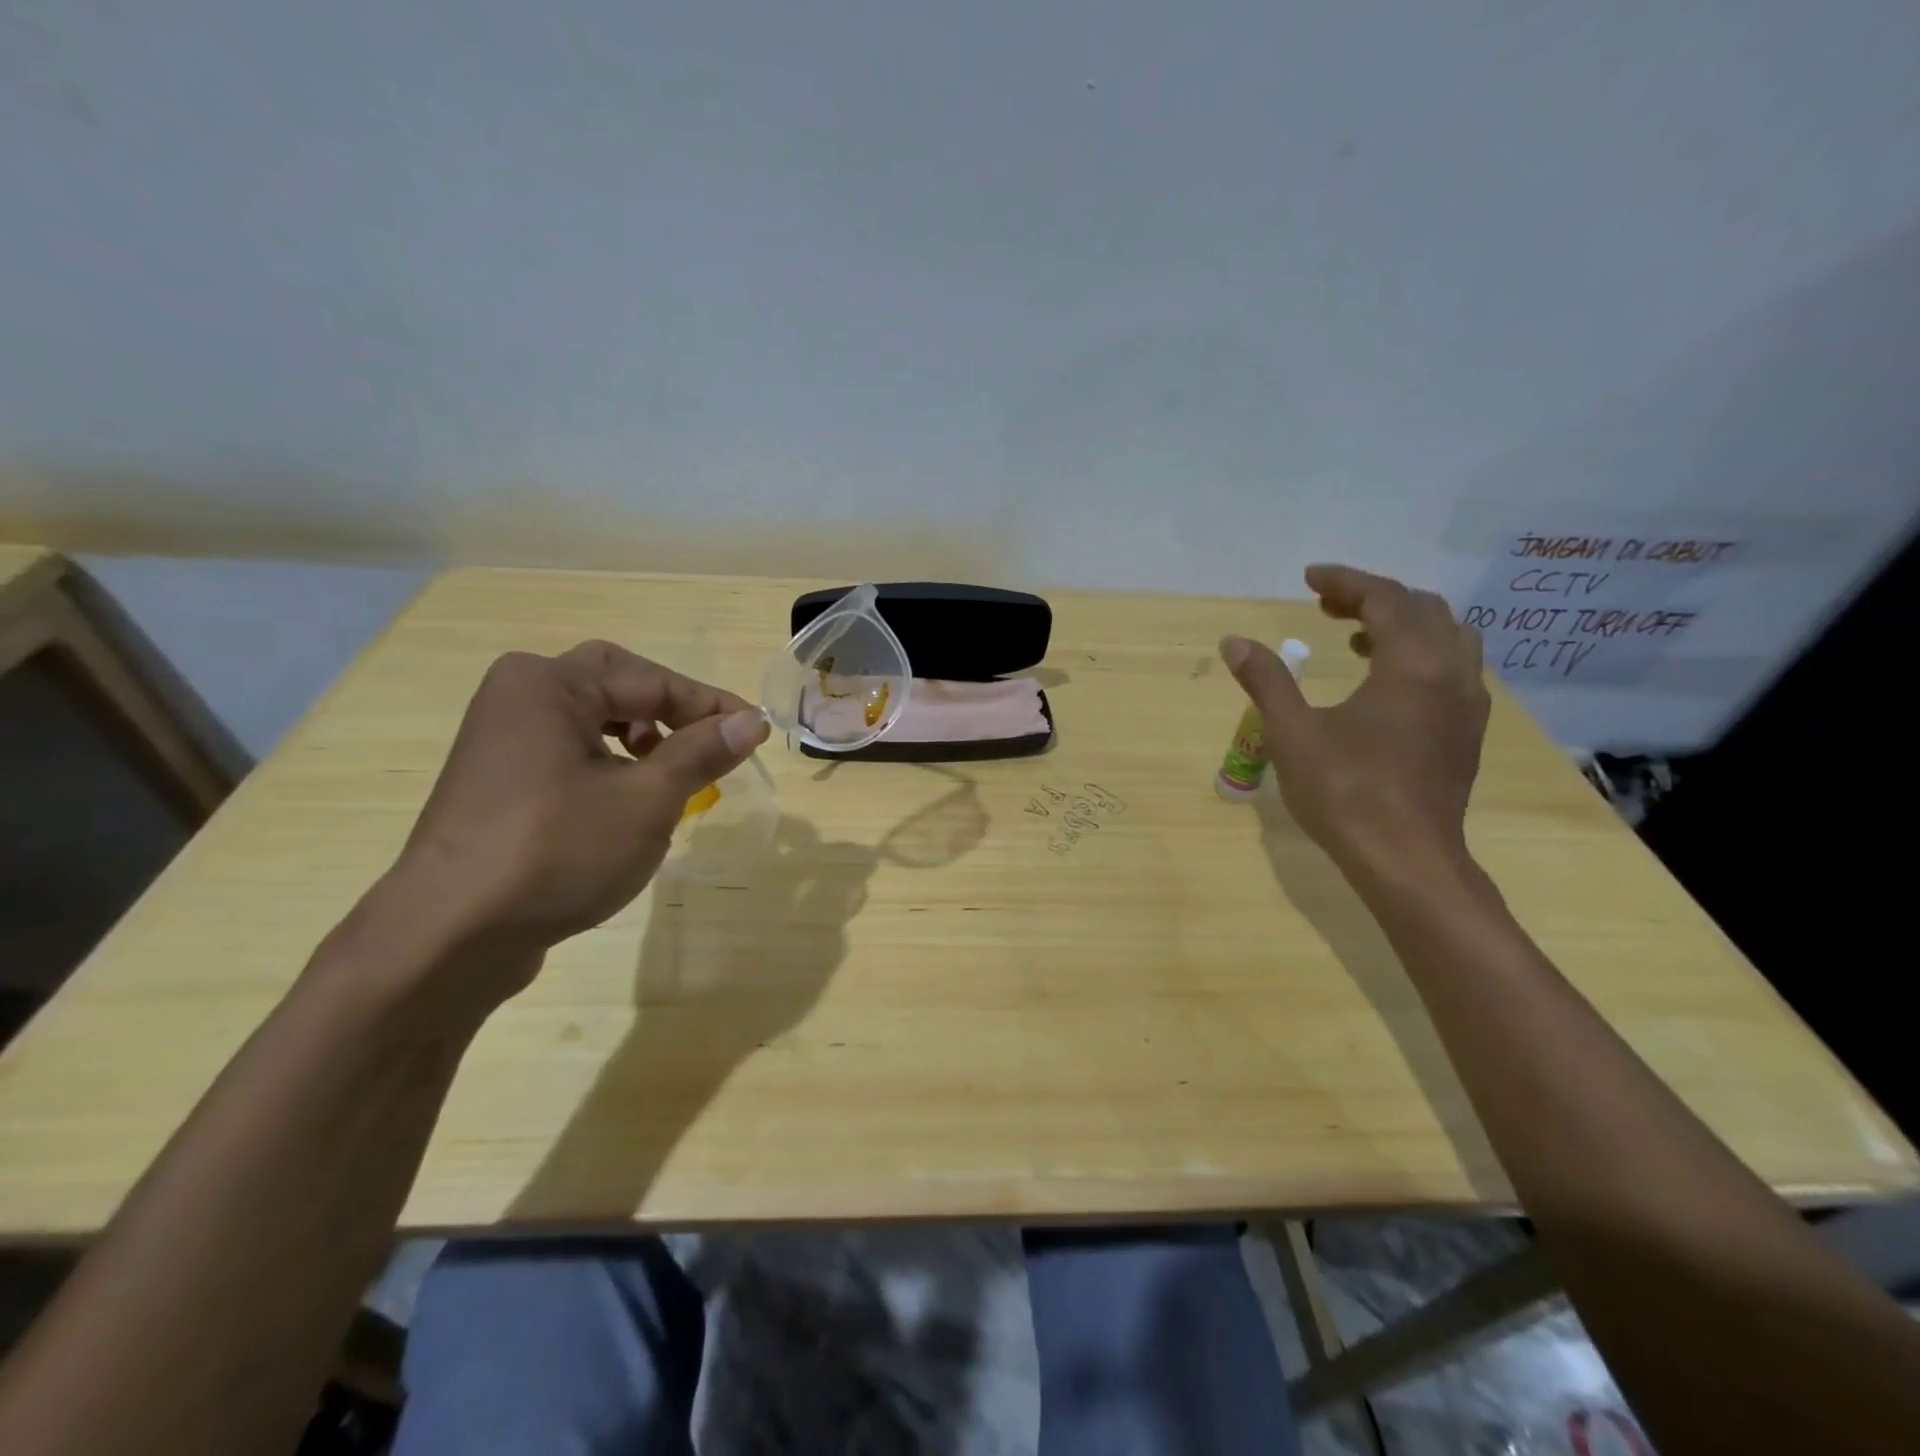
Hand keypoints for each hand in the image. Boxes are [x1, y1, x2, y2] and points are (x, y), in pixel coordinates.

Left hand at [360, 640, 769, 1001]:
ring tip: (674, 773)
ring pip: (592, 718)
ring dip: (643, 736)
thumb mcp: (646, 800)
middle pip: (616, 682)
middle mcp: (518, 697)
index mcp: (549, 684)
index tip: (758, 730)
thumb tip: (752, 721)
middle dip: (670, 708)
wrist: (449, 936)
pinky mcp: (498, 781)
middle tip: (709, 739)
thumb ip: (702, 752)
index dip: (711, 705)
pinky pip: (568, 750)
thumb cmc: (556, 852)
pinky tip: (628, 800)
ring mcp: (501, 740)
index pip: (653, 680)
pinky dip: (610, 762)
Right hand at [1222, 564, 1488, 873]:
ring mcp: (1466, 703)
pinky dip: (1419, 652)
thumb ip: (1266, 681)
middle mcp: (1450, 673)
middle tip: (1325, 606)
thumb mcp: (1292, 733)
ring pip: (1448, 636)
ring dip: (1402, 623)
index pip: (1385, 598)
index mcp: (1411, 665)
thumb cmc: (1345, 793)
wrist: (1406, 860)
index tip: (1308, 578)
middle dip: (1373, 597)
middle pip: (1422, 609)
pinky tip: (1384, 680)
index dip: (1345, 581)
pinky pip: (1452, 667)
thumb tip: (1234, 642)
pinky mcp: (1466, 731)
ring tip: (1355, 636)